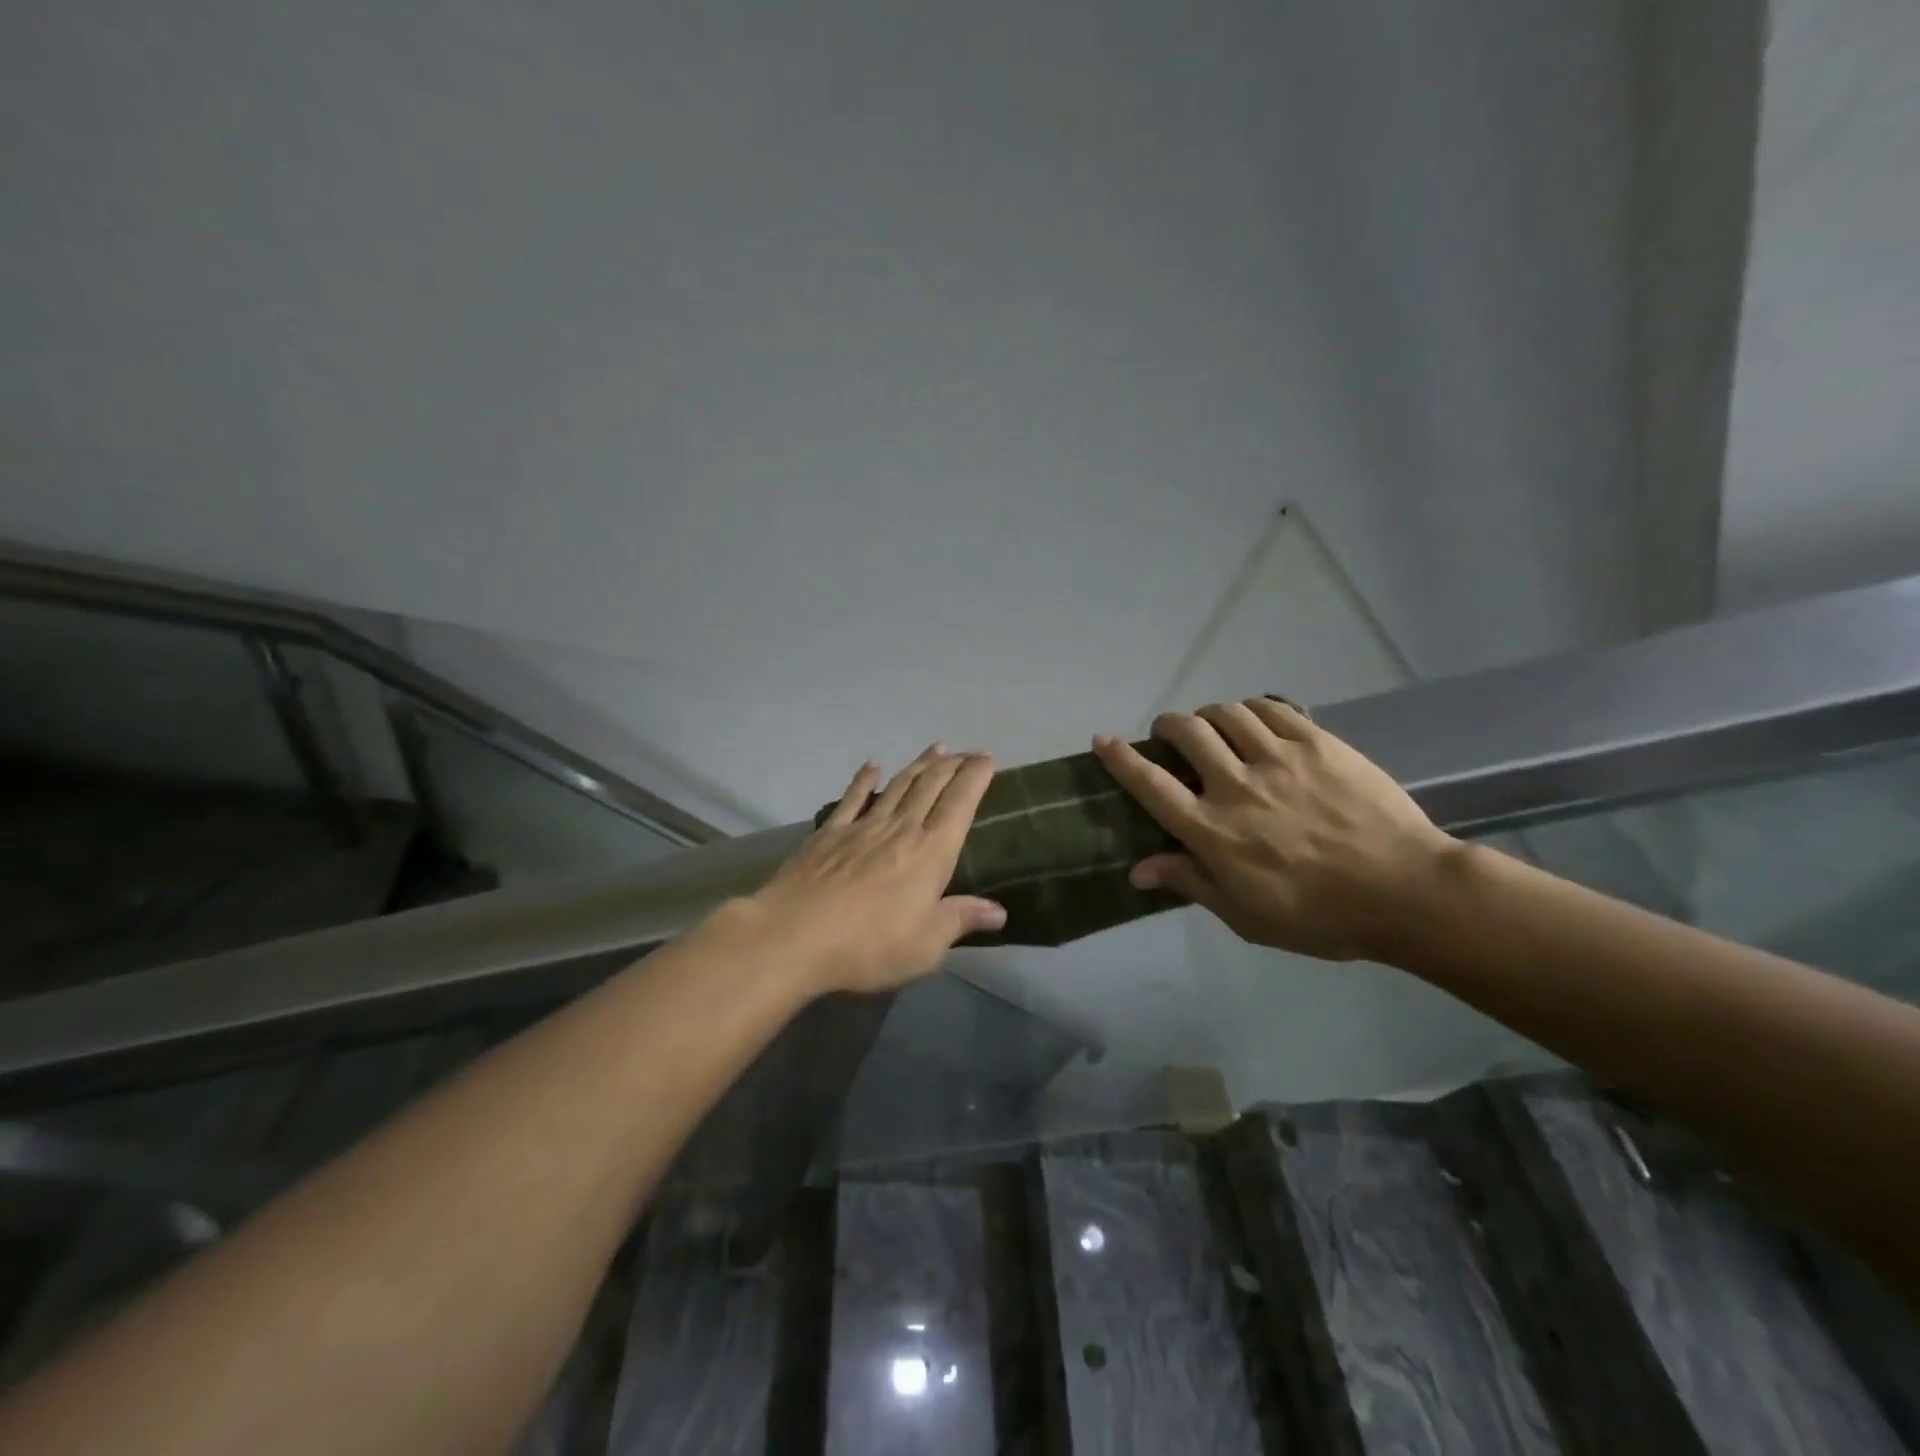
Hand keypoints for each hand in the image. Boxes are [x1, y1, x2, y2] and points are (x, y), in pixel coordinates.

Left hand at [740, 745, 1006, 993]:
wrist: (795, 935)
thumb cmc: (869, 945)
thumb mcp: (926, 945)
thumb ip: (961, 920)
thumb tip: (1000, 911)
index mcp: (931, 853)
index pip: (960, 804)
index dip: (975, 777)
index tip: (987, 758)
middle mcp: (901, 829)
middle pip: (930, 787)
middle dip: (952, 765)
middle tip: (967, 751)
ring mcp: (862, 827)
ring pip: (898, 786)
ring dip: (918, 765)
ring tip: (935, 748)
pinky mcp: (829, 833)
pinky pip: (852, 798)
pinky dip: (864, 779)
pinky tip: (872, 766)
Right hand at [1092, 699, 1458, 961]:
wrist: (1405, 891)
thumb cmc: (1318, 916)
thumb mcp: (1245, 915)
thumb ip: (1190, 882)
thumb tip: (1137, 869)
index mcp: (1212, 830)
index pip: (1151, 785)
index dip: (1121, 759)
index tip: (1102, 740)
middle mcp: (1236, 786)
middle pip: (1186, 734)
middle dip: (1168, 726)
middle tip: (1170, 733)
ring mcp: (1278, 759)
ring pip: (1225, 714)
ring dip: (1209, 715)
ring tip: (1213, 726)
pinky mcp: (1317, 743)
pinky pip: (1272, 709)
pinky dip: (1252, 709)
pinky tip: (1255, 720)